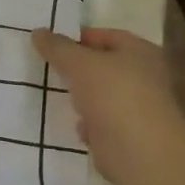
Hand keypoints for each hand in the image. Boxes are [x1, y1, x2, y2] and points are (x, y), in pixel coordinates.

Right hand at [32, 26, 184, 184]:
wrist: (140, 152)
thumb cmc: (113, 95)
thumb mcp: (78, 63)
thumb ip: (57, 47)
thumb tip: (39, 32)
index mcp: (140, 52)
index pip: (107, 36)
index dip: (79, 38)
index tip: (52, 45)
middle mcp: (145, 76)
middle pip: (106, 66)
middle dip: (80, 69)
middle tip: (52, 70)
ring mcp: (140, 107)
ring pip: (104, 95)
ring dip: (84, 98)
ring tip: (60, 97)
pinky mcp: (131, 134)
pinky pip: (104, 123)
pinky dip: (91, 124)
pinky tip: (77, 126)